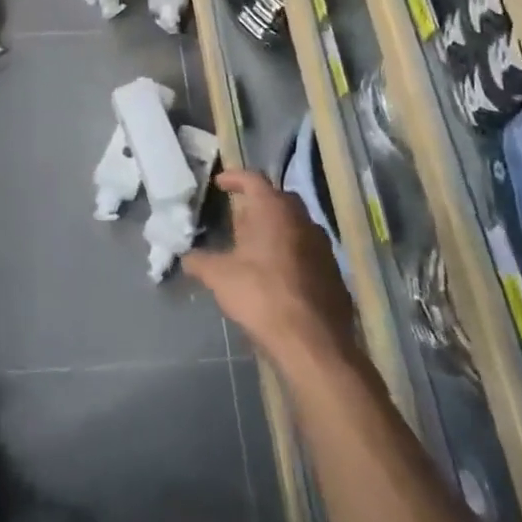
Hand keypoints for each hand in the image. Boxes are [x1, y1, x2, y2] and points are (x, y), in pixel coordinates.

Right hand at [184, 170, 354, 369]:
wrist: (314, 343)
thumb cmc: (262, 296)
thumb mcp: (219, 277)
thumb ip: (200, 262)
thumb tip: (187, 257)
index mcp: (274, 210)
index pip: (253, 179)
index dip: (234, 177)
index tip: (219, 183)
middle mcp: (302, 220)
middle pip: (278, 199)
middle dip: (257, 204)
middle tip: (238, 219)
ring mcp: (323, 246)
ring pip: (296, 226)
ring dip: (277, 230)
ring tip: (256, 248)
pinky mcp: (334, 273)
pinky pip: (308, 252)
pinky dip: (292, 255)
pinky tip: (278, 276)